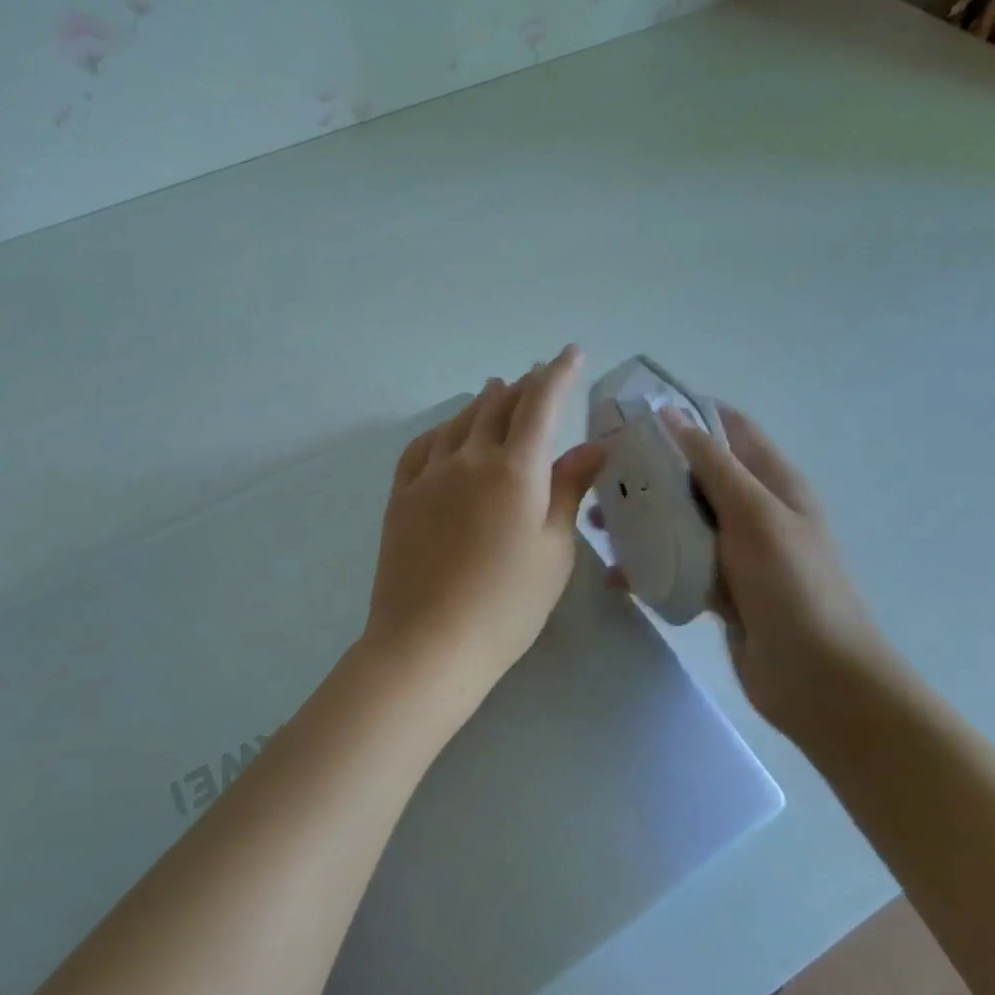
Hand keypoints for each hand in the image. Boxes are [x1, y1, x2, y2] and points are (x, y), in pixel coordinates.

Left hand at [362, 345, 607, 705]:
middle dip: (523, 385)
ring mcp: (429, 474)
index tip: (570, 353)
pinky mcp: (401, 495)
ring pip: (460, 421)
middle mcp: (470, 458)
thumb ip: (569, 490)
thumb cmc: (507, 604)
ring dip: (483, 401)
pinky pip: (422, 447)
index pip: (541, 404)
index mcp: (515, 470)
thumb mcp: (554, 550)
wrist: (429, 641)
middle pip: (498, 406)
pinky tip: (447, 432)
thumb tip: (593, 446)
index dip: (558, 373)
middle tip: (537, 374)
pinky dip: (442, 430)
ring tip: (496, 389)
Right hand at [606, 403, 912, 750]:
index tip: (632, 412)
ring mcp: (735, 552)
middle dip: (648, 468)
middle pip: (694, 474)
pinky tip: (615, 574)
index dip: (685, 412)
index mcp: (772, 482)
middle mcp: (753, 510)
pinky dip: (648, 564)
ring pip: (679, 519)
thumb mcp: (755, 515)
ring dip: (641, 518)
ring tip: (596, 522)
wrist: (820, 681)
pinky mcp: (718, 588)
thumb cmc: (794, 587)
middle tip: (599, 470)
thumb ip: (712, 465)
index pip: (727, 428)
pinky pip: (676, 564)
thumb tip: (669, 413)